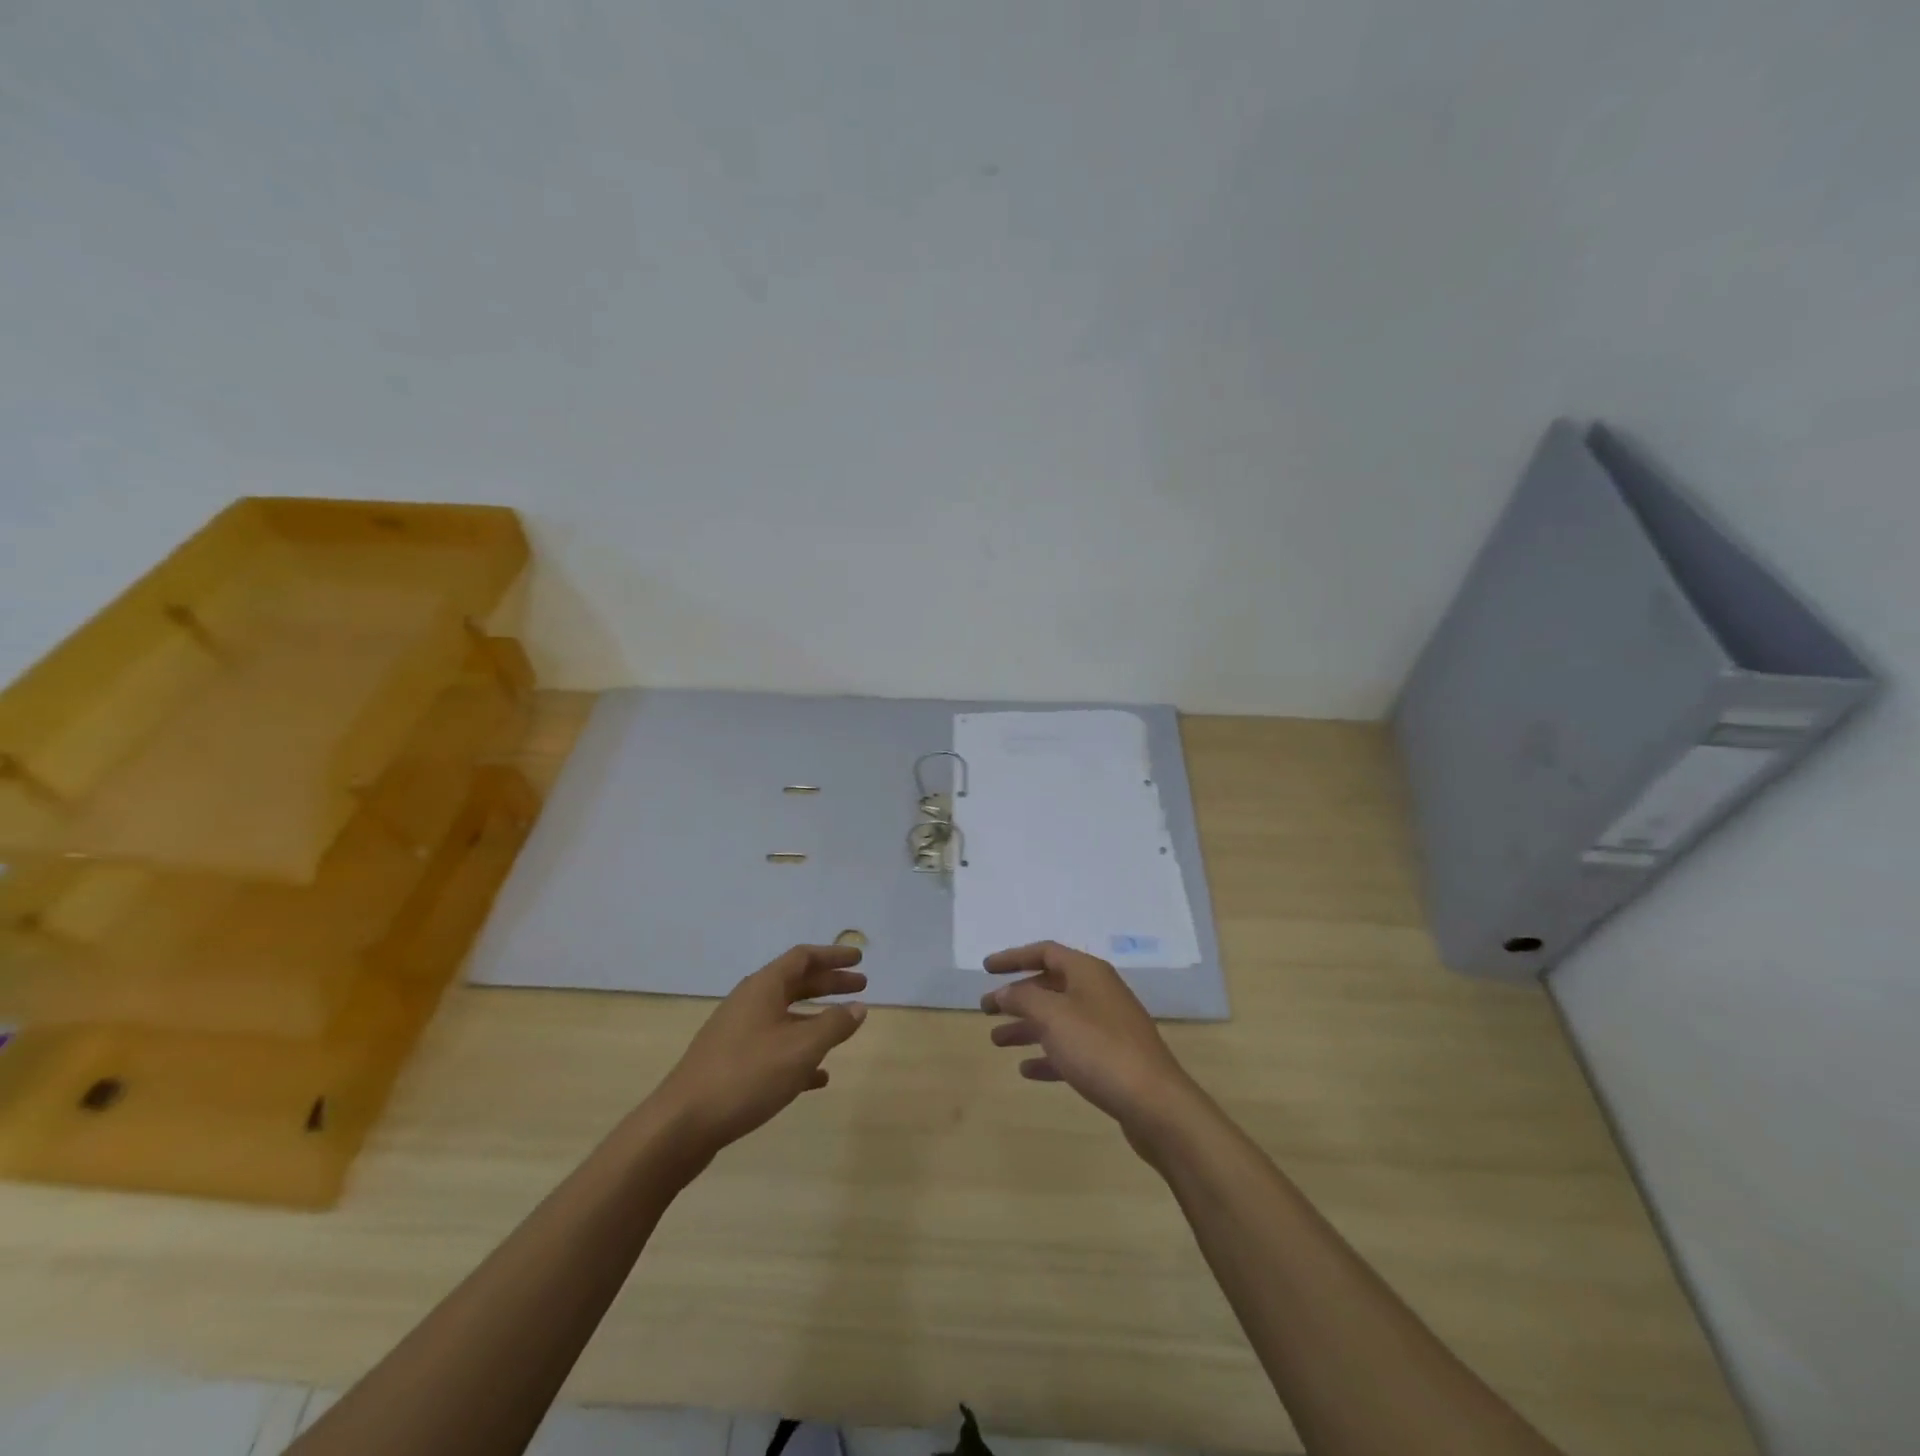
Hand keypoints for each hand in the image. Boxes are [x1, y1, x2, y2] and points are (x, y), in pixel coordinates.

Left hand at [650, 944, 868, 1158]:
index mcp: (763, 988)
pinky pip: (774, 1047)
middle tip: (861, 987)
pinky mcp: (731, 1064)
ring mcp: (737, 1034)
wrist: (682, 1125)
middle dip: (829, 984)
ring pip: (785, 1016)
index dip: (833, 956)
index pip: (803, 958)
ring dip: (816, 1019)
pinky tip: (818, 1077)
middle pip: (795, 983)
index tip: (860, 959)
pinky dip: (799, 1052)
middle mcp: (749, 1003)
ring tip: (844, 1028)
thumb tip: (858, 1006)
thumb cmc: (747, 1075)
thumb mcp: (801, 1048)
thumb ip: (834, 1025)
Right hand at [980, 941, 1202, 1138]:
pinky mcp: (1112, 1059)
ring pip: (1058, 1019)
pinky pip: (1071, 1049)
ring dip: (1027, 1027)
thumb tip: (1004, 992)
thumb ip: (1023, 999)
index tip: (986, 969)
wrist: (1154, 1102)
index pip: (1045, 952)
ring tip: (996, 1040)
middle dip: (1017, 996)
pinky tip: (1027, 1070)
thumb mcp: (1053, 1016)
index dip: (1013, 958)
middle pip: (1050, 986)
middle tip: (986, 1009)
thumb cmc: (1098, 1048)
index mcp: (1088, 972)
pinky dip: (1048, 1055)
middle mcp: (1098, 992)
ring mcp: (1108, 1026)